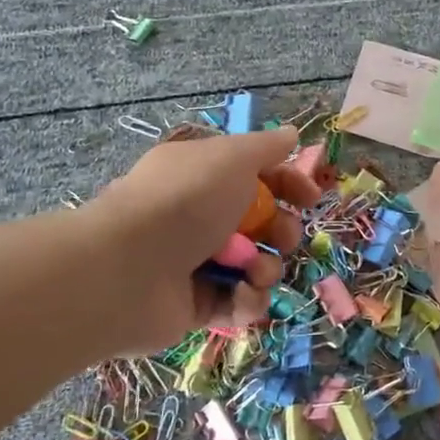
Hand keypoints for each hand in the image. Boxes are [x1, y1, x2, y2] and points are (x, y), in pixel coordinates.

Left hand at [87, 126, 322, 350]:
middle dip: (283, 232)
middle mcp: (199, 217)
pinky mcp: (194, 306)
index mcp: (204, 176)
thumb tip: (291, 134)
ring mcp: (196, 263)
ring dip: (266, 268)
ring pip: (254, 266)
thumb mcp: (231, 158)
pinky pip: (236, 303)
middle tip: (282, 238)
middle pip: (261, 225)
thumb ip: (265, 147)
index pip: (257, 176)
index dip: (289, 184)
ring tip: (253, 271)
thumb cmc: (185, 201)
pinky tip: (240, 294)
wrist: (128, 269)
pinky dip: (245, 301)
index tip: (311, 198)